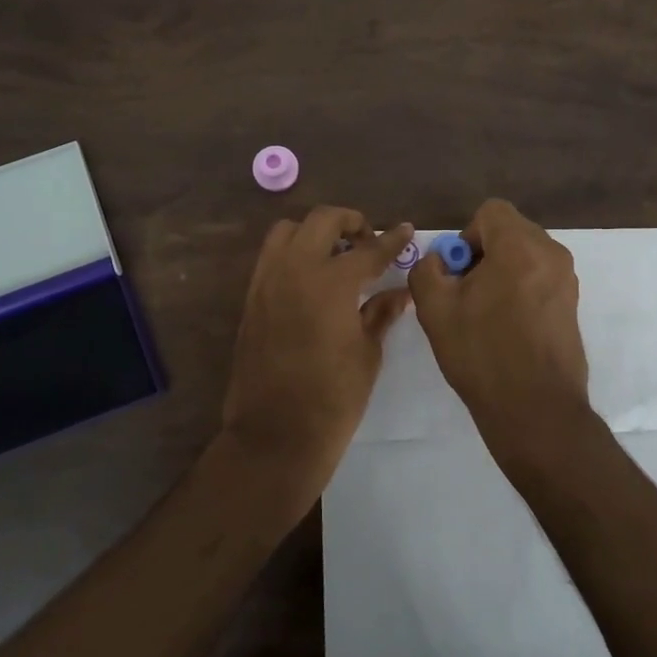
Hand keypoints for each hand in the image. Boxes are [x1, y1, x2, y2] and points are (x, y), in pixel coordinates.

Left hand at [221, 207, 414, 501]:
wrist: (274, 435)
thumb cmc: (333, 399)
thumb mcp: (367, 354)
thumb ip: (380, 314)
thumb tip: (397, 292)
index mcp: (331, 282)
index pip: (368, 249)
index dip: (391, 240)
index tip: (404, 229)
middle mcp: (295, 270)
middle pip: (322, 220)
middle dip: (350, 222)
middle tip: (367, 240)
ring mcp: (267, 282)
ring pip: (287, 231)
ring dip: (314, 232)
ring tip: (335, 254)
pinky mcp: (251, 299)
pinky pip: (271, 258)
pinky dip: (293, 254)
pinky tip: (311, 279)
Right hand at [408, 199, 599, 475]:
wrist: (535, 409)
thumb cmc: (482, 354)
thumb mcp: (435, 310)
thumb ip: (427, 270)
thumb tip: (439, 261)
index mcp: (520, 246)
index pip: (491, 212)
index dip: (466, 236)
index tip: (459, 273)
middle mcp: (551, 254)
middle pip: (510, 231)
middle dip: (484, 253)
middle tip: (467, 293)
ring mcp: (567, 279)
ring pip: (525, 255)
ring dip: (502, 271)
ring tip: (485, 313)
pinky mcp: (572, 304)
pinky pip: (540, 277)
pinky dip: (520, 288)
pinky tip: (507, 327)